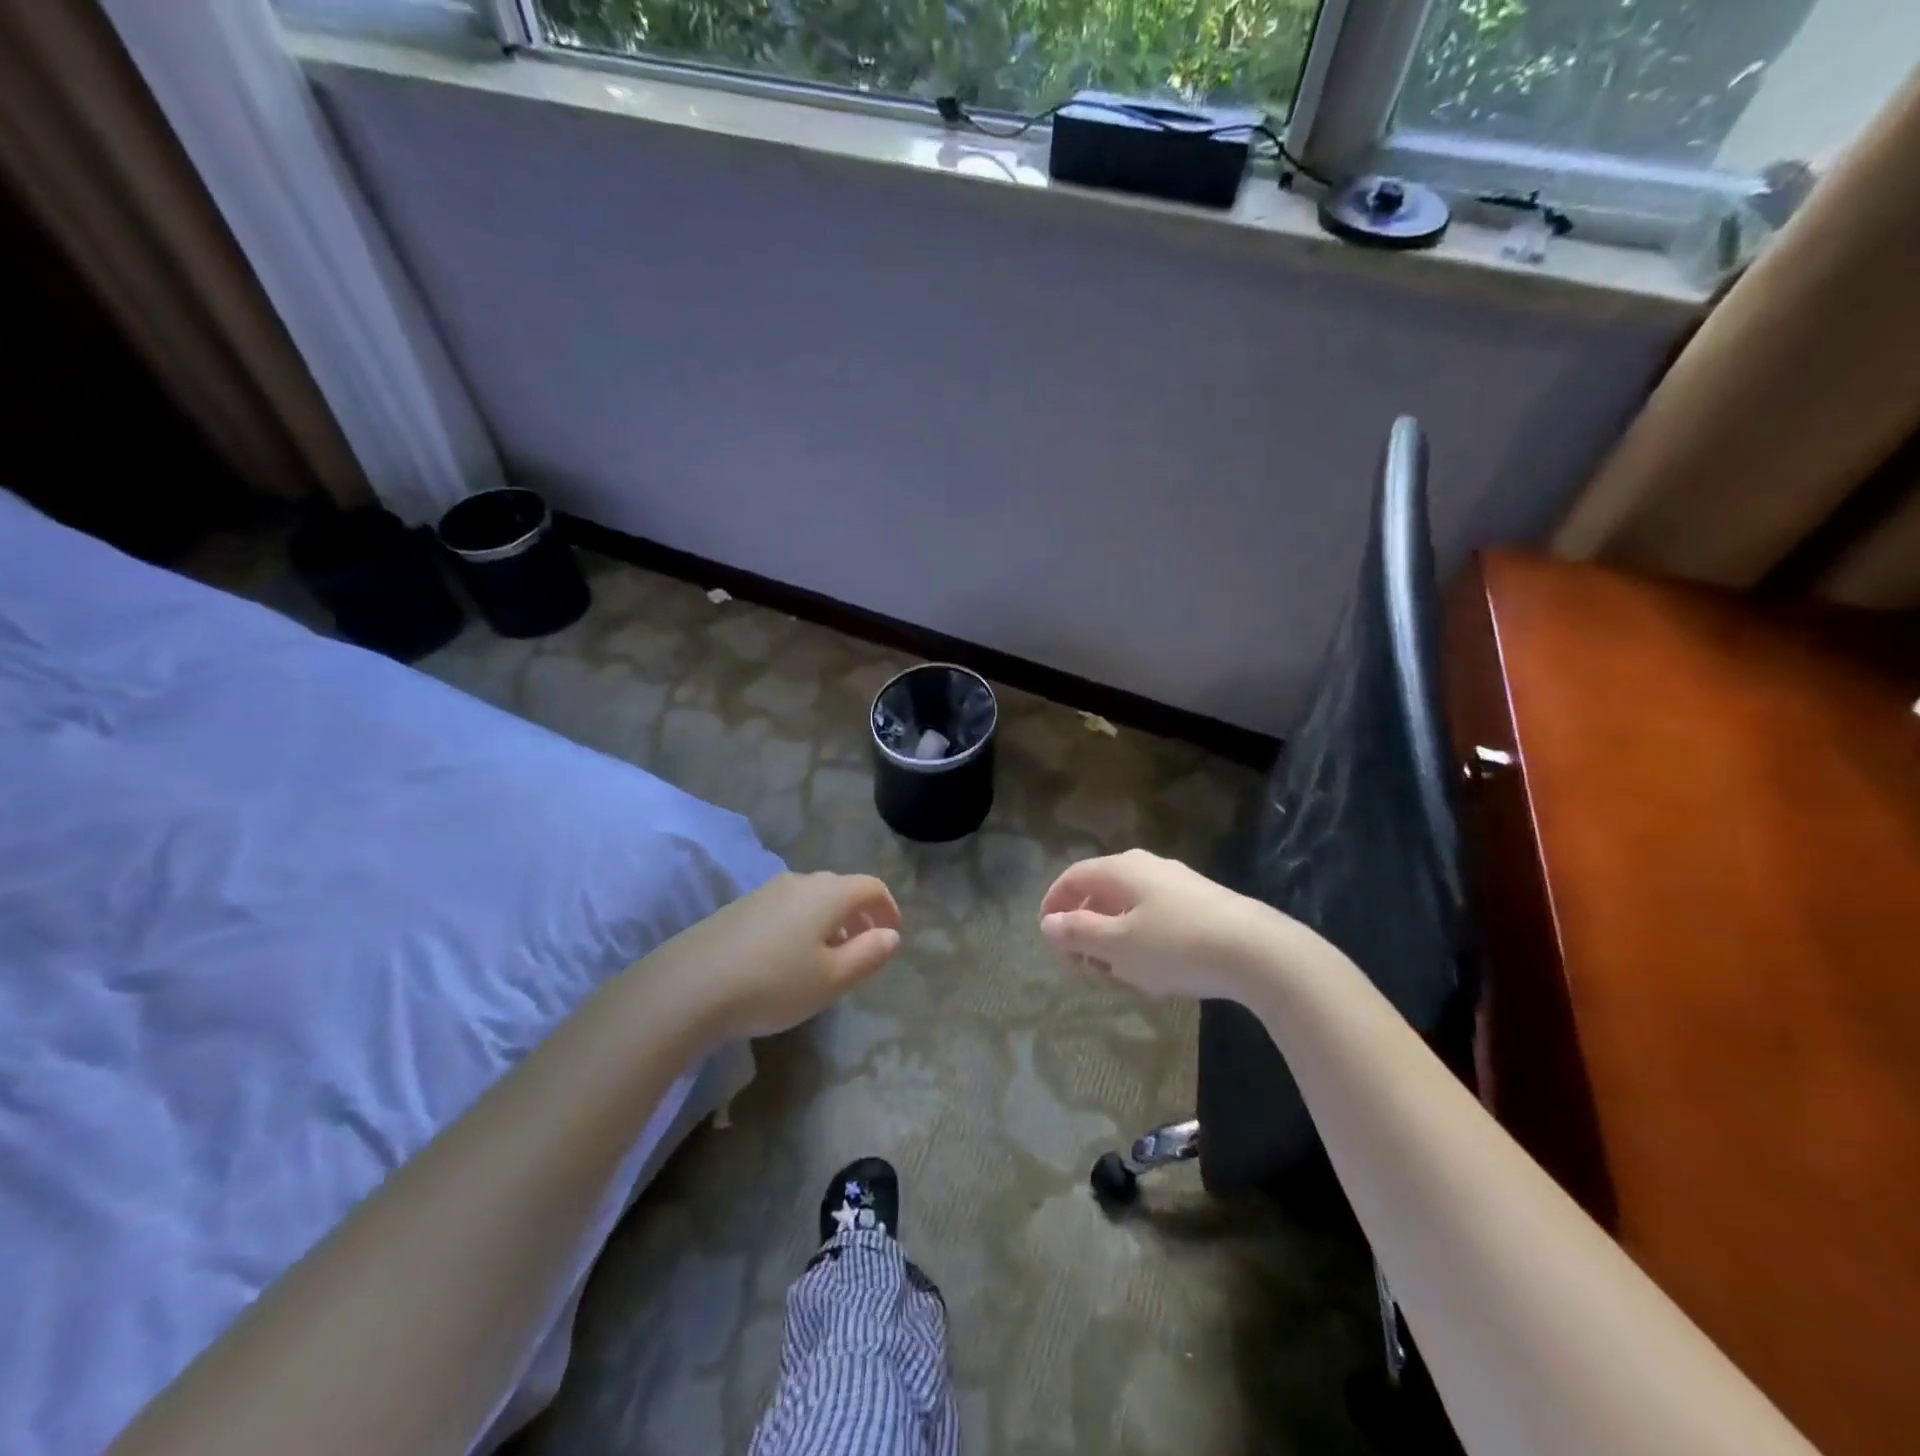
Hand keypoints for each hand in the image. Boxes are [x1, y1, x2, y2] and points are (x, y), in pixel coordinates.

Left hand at [661, 872, 902, 1039]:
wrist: (688, 987)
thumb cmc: (774, 984)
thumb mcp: (832, 979)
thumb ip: (868, 955)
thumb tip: (891, 935)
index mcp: (828, 892)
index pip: (872, 887)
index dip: (888, 909)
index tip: (892, 937)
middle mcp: (800, 881)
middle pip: (841, 889)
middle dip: (859, 917)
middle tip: (864, 950)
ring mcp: (765, 892)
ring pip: (811, 899)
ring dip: (829, 922)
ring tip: (827, 959)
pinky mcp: (739, 908)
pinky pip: (785, 909)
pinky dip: (801, 926)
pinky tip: (787, 960)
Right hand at [1038, 849, 1285, 1002]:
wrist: (1257, 950)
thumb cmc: (1175, 944)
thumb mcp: (1118, 945)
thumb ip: (1078, 932)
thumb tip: (1049, 922)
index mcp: (1120, 869)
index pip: (1073, 876)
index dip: (1054, 902)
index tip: (1047, 933)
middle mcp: (1146, 866)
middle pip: (1101, 893)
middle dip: (1088, 930)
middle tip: (1085, 966)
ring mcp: (1177, 883)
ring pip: (1130, 909)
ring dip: (1117, 941)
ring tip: (1123, 978)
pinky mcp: (1201, 903)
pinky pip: (1157, 918)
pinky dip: (1145, 943)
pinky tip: (1158, 974)